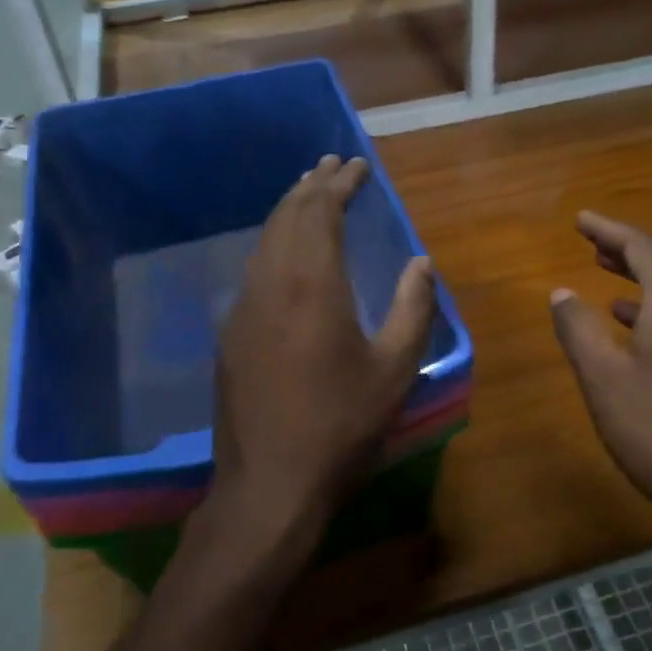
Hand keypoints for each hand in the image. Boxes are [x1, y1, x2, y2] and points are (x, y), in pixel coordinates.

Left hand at [204, 155, 435, 567]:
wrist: (269, 485)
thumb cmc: (340, 426)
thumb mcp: (394, 370)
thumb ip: (413, 309)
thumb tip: (421, 263)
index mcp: (312, 284)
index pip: (320, 212)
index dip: (339, 184)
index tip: (357, 166)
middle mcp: (270, 284)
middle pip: (287, 216)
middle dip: (311, 185)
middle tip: (332, 165)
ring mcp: (243, 308)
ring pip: (265, 240)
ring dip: (289, 211)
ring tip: (309, 194)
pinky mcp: (231, 334)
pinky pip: (254, 268)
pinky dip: (274, 243)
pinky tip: (287, 253)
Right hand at [550, 212, 651, 536]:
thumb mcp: (604, 379)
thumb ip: (578, 330)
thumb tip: (562, 293)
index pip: (642, 247)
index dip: (608, 229)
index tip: (580, 219)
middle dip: (625, 251)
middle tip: (591, 243)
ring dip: (641, 280)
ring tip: (608, 277)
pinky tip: (636, 329)